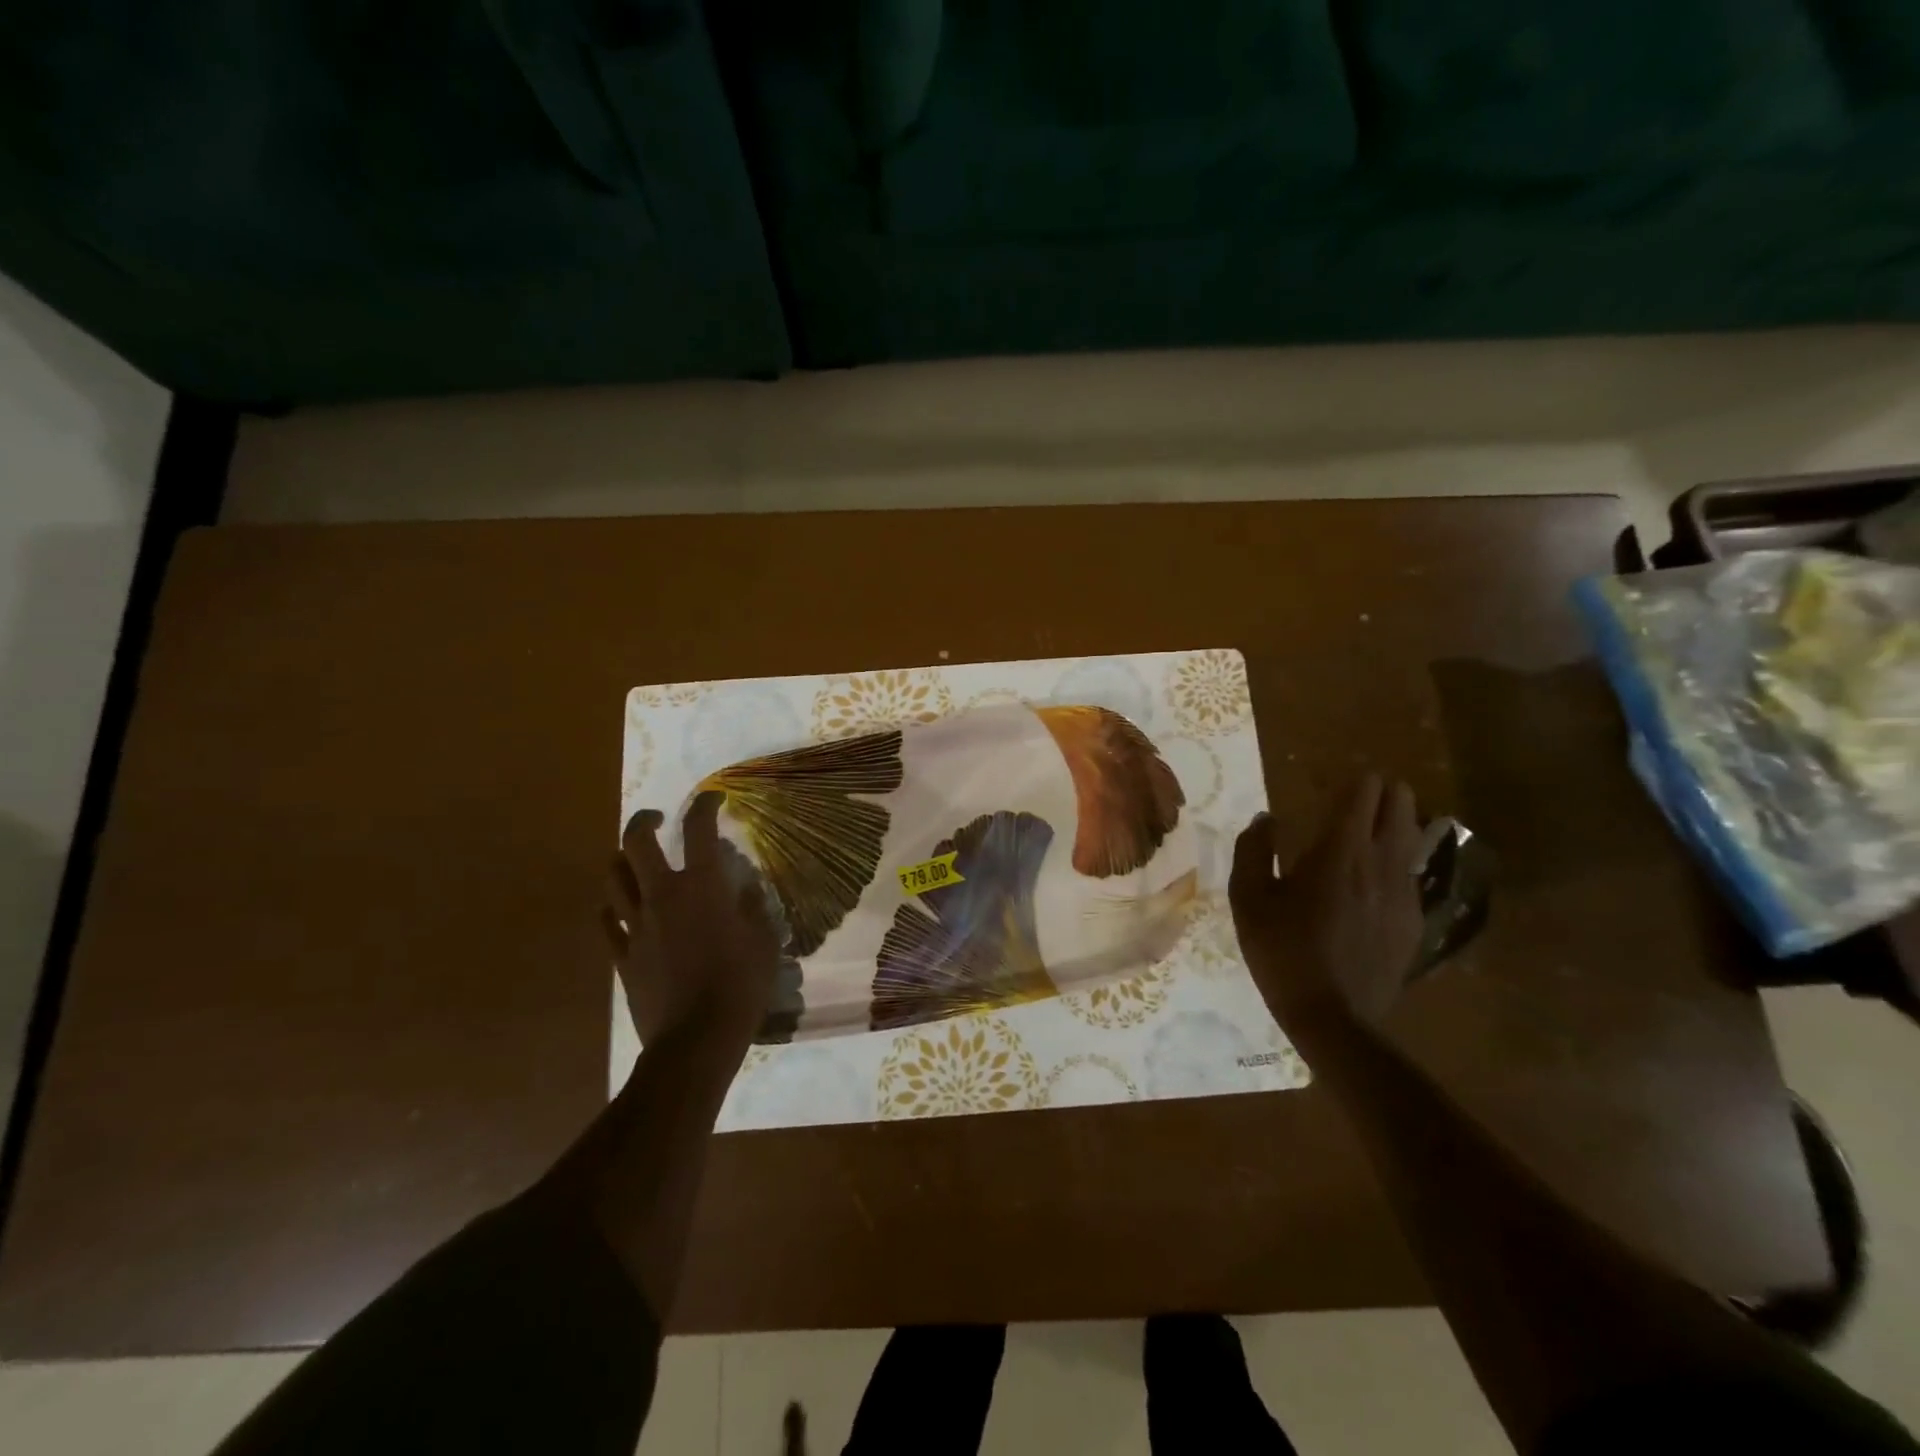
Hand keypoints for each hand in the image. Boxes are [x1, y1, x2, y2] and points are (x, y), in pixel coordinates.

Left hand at [602, 792, 781, 1044]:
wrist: (696, 1040)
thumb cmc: (740, 986)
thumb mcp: (764, 941)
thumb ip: (753, 908)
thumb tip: (744, 890)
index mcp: (701, 887)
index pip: (698, 829)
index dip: (704, 805)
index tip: (712, 799)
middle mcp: (662, 896)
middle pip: (637, 843)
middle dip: (644, 820)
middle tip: (657, 819)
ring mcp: (636, 926)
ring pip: (614, 877)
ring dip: (623, 860)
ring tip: (635, 860)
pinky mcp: (622, 956)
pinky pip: (607, 921)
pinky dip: (613, 906)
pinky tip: (623, 907)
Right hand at [1229, 774, 1424, 1038]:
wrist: (1333, 1016)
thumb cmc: (1282, 951)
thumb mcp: (1248, 899)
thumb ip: (1254, 850)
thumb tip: (1266, 818)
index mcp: (1338, 853)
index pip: (1361, 798)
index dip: (1359, 781)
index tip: (1350, 774)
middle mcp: (1379, 864)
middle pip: (1398, 811)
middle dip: (1388, 793)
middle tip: (1374, 788)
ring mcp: (1403, 894)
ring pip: (1414, 841)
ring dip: (1403, 820)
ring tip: (1392, 813)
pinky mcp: (1413, 922)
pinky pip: (1414, 875)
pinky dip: (1406, 859)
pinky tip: (1393, 867)